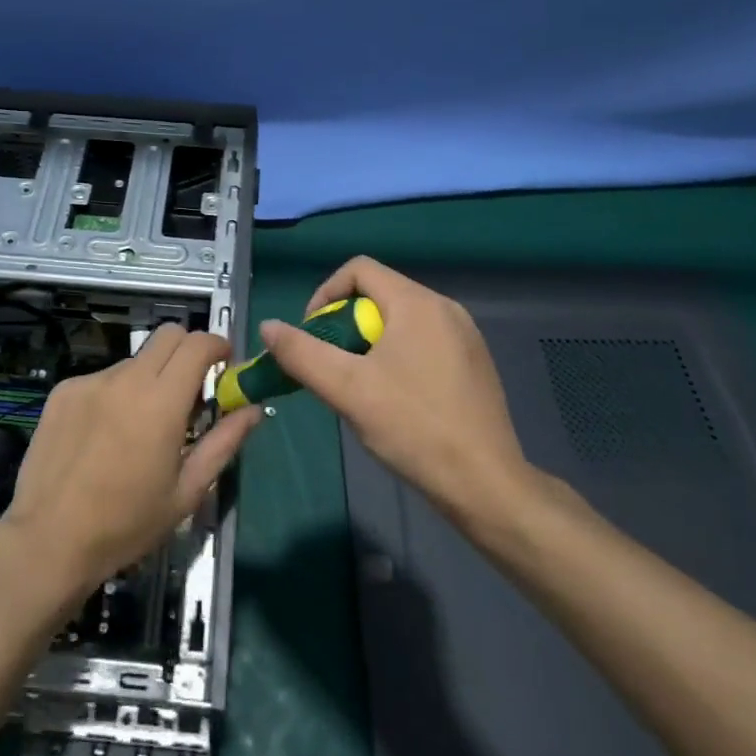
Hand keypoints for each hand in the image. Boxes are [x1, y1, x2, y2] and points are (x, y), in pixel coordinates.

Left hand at [0, 324, 262, 594]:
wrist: (48, 541)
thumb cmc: (126, 524)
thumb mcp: (186, 491)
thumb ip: (224, 442)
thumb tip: (253, 409)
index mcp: (161, 402)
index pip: (198, 344)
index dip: (217, 346)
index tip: (224, 365)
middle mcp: (126, 379)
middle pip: (168, 335)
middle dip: (187, 350)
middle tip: (190, 389)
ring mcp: (90, 381)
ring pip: (134, 360)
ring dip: (149, 378)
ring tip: (140, 426)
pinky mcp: (64, 391)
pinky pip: (102, 379)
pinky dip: (115, 394)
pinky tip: (104, 435)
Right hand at [260, 257, 542, 531]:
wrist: (487, 486)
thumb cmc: (414, 429)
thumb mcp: (348, 390)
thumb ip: (303, 354)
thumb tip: (268, 327)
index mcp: (417, 303)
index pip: (359, 269)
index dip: (325, 294)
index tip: (313, 335)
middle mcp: (445, 308)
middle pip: (379, 294)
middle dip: (345, 324)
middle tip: (333, 366)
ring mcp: (465, 336)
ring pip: (400, 320)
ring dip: (369, 342)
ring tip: (359, 386)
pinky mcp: (475, 363)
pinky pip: (423, 341)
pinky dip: (398, 356)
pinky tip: (395, 400)